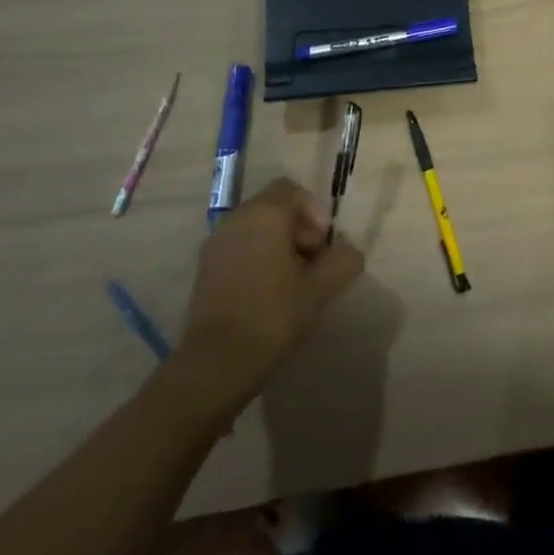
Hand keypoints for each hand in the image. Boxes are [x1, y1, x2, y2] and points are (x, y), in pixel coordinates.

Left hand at [180, 179, 363, 388]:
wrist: (214, 364)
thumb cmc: (272, 316)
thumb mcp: (321, 289)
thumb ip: (344, 261)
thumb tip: (350, 252)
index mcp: (264, 214)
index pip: (292, 190)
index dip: (314, 212)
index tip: (323, 245)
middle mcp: (236, 219)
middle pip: (274, 208)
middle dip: (298, 230)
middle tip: (312, 264)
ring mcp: (216, 244)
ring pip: (255, 229)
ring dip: (277, 246)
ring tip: (292, 283)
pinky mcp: (204, 270)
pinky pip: (238, 249)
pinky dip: (256, 260)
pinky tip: (267, 295)